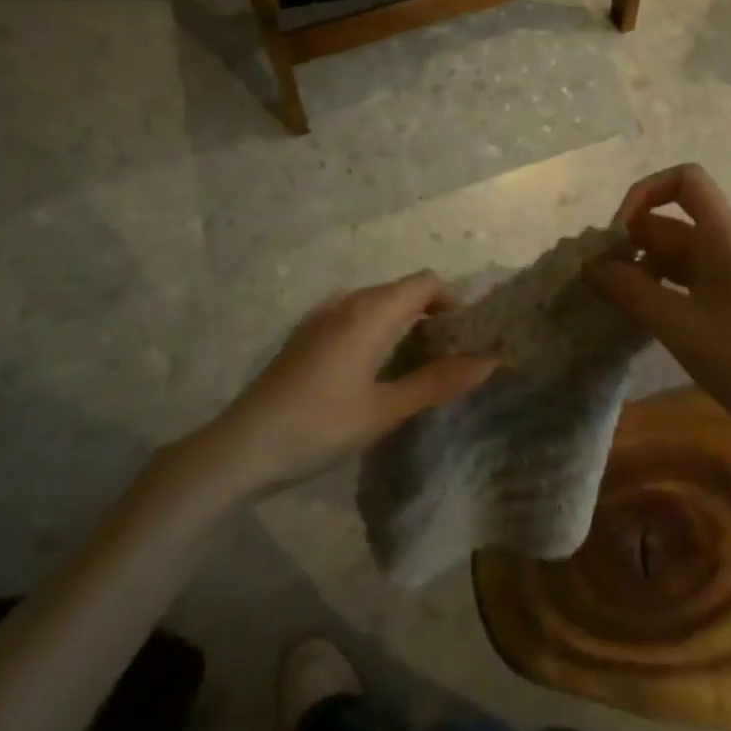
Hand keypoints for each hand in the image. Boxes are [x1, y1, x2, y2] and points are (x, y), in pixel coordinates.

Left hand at [209, 271, 498, 495]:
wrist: (241, 447)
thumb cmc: (319, 426)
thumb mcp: (385, 410)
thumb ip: (438, 382)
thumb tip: (489, 360)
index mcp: (369, 312)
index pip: (425, 283)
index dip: (454, 302)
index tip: (470, 336)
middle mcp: (346, 303)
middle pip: (402, 291)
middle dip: (432, 314)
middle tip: (454, 356)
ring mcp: (321, 318)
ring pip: (376, 305)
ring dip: (404, 323)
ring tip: (421, 365)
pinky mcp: (306, 337)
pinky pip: (354, 318)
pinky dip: (378, 331)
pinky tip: (377, 370)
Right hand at [584, 164, 730, 458]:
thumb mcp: (678, 324)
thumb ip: (629, 290)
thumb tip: (588, 265)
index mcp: (723, 235)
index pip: (683, 180)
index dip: (644, 194)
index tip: (617, 235)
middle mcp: (725, 244)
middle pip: (668, 221)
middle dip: (629, 242)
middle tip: (597, 280)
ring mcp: (727, 274)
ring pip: (671, 253)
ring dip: (638, 269)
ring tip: (609, 301)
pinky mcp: (726, 301)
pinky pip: (681, 280)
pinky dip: (654, 289)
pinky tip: (634, 316)